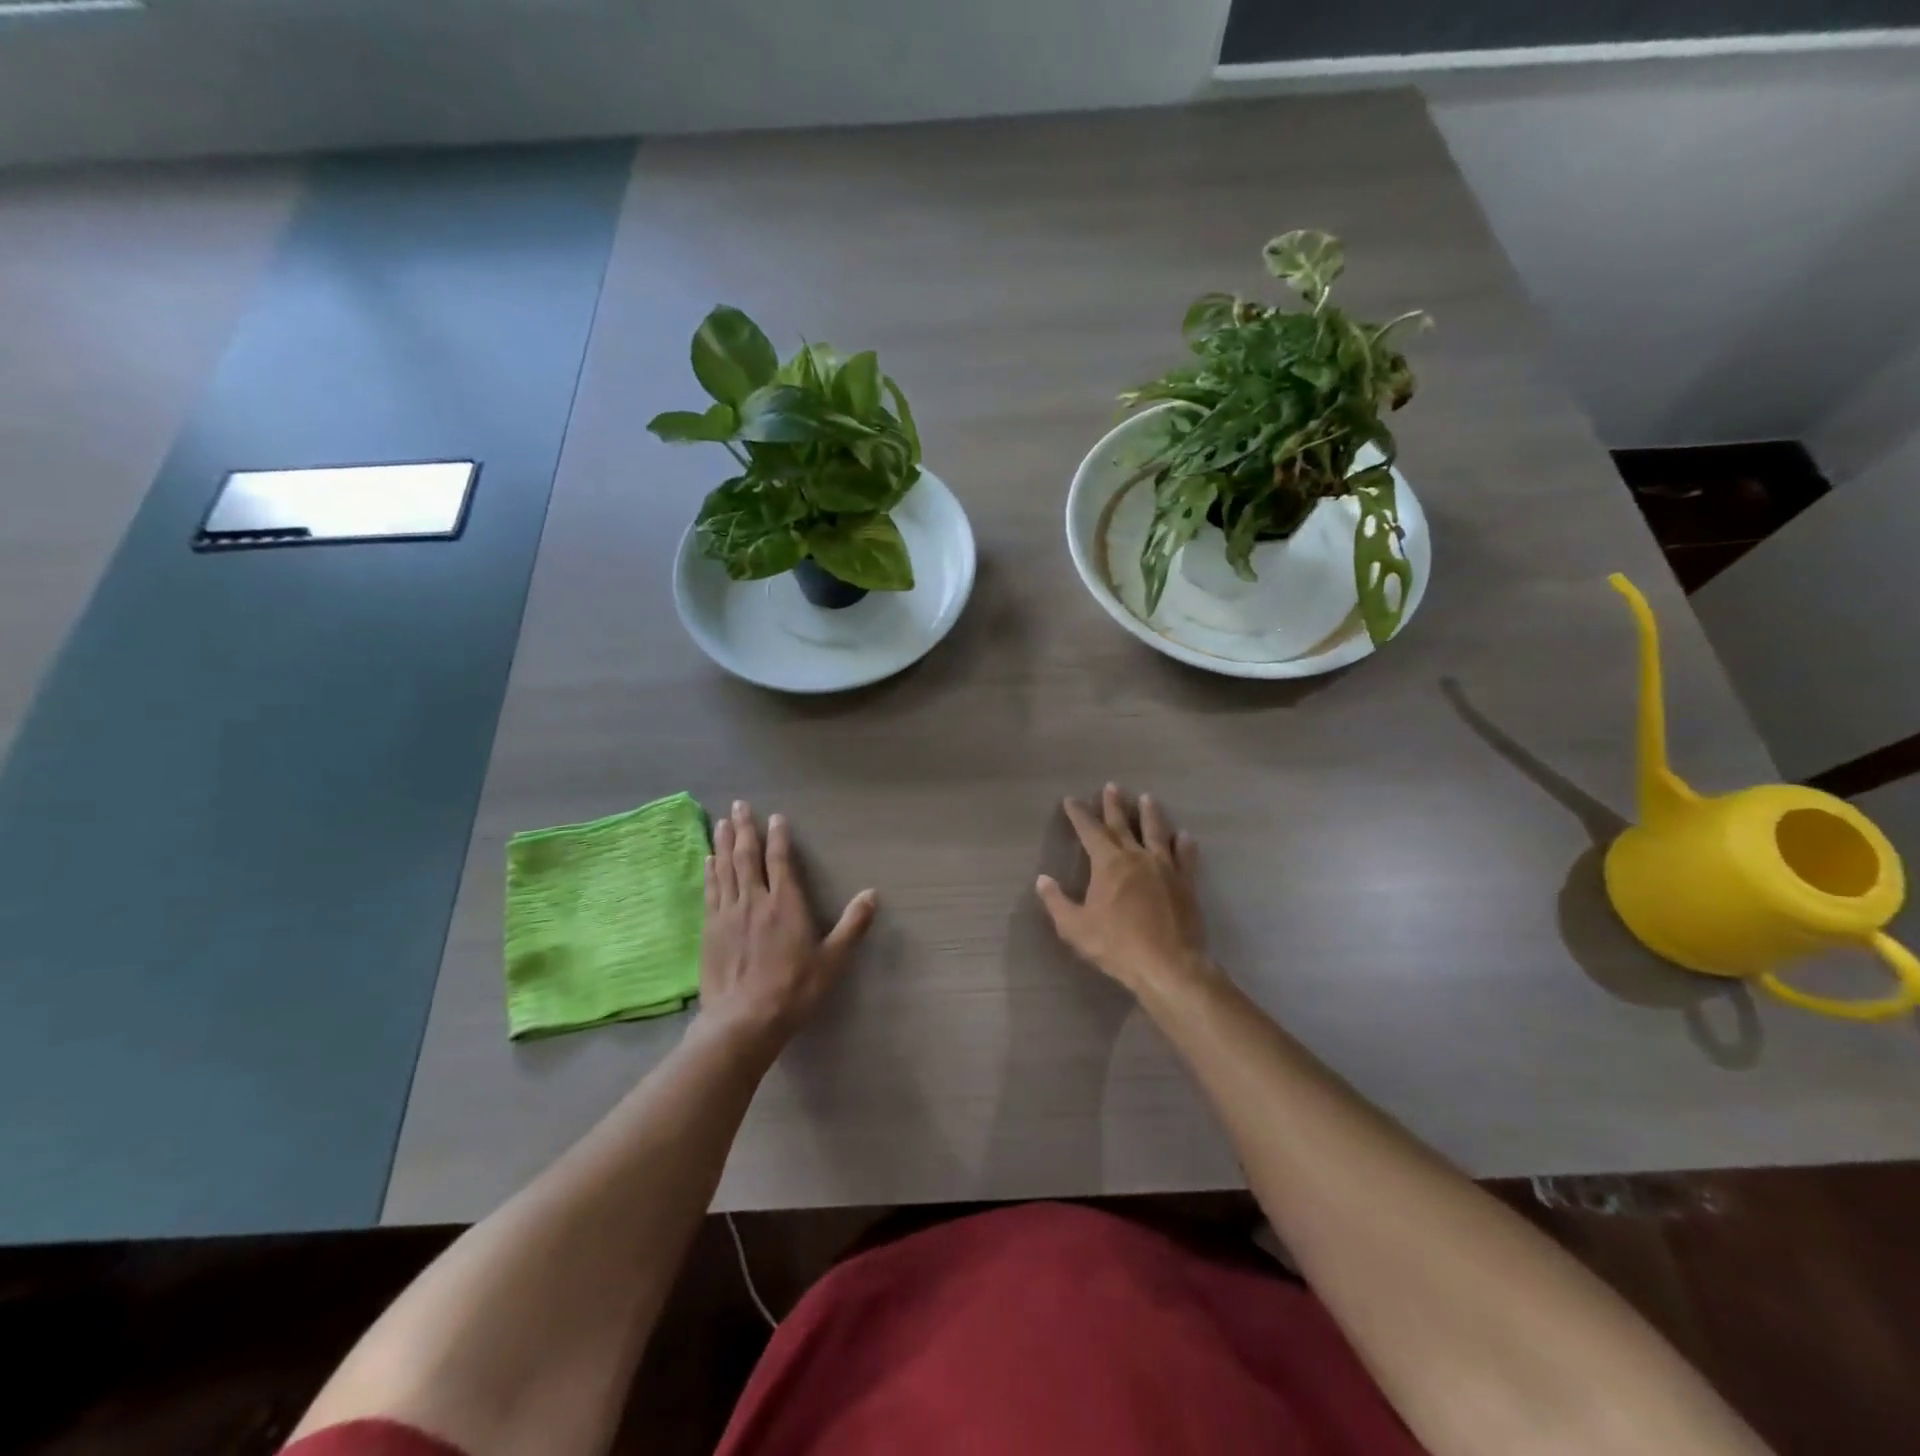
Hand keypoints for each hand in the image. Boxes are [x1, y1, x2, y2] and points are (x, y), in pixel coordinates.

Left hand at [697, 800, 876, 1050]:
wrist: (744, 1019)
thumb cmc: (794, 988)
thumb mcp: (832, 959)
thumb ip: (852, 925)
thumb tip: (872, 895)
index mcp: (785, 903)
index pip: (780, 860)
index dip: (778, 837)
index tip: (775, 817)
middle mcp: (755, 899)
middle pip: (747, 855)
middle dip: (744, 828)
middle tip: (739, 805)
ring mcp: (728, 913)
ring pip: (725, 868)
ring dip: (723, 843)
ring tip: (720, 822)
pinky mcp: (710, 929)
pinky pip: (711, 891)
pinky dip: (710, 872)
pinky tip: (708, 860)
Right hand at [1037, 783, 1213, 998]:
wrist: (1169, 965)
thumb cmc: (1117, 946)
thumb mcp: (1075, 928)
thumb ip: (1057, 902)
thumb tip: (1043, 880)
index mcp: (1108, 863)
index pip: (1090, 830)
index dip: (1079, 814)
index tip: (1071, 800)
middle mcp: (1136, 856)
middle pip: (1123, 824)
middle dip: (1114, 805)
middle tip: (1112, 786)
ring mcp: (1164, 867)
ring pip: (1156, 832)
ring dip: (1150, 814)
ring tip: (1148, 799)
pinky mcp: (1185, 882)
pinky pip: (1185, 856)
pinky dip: (1183, 844)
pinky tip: (1184, 836)